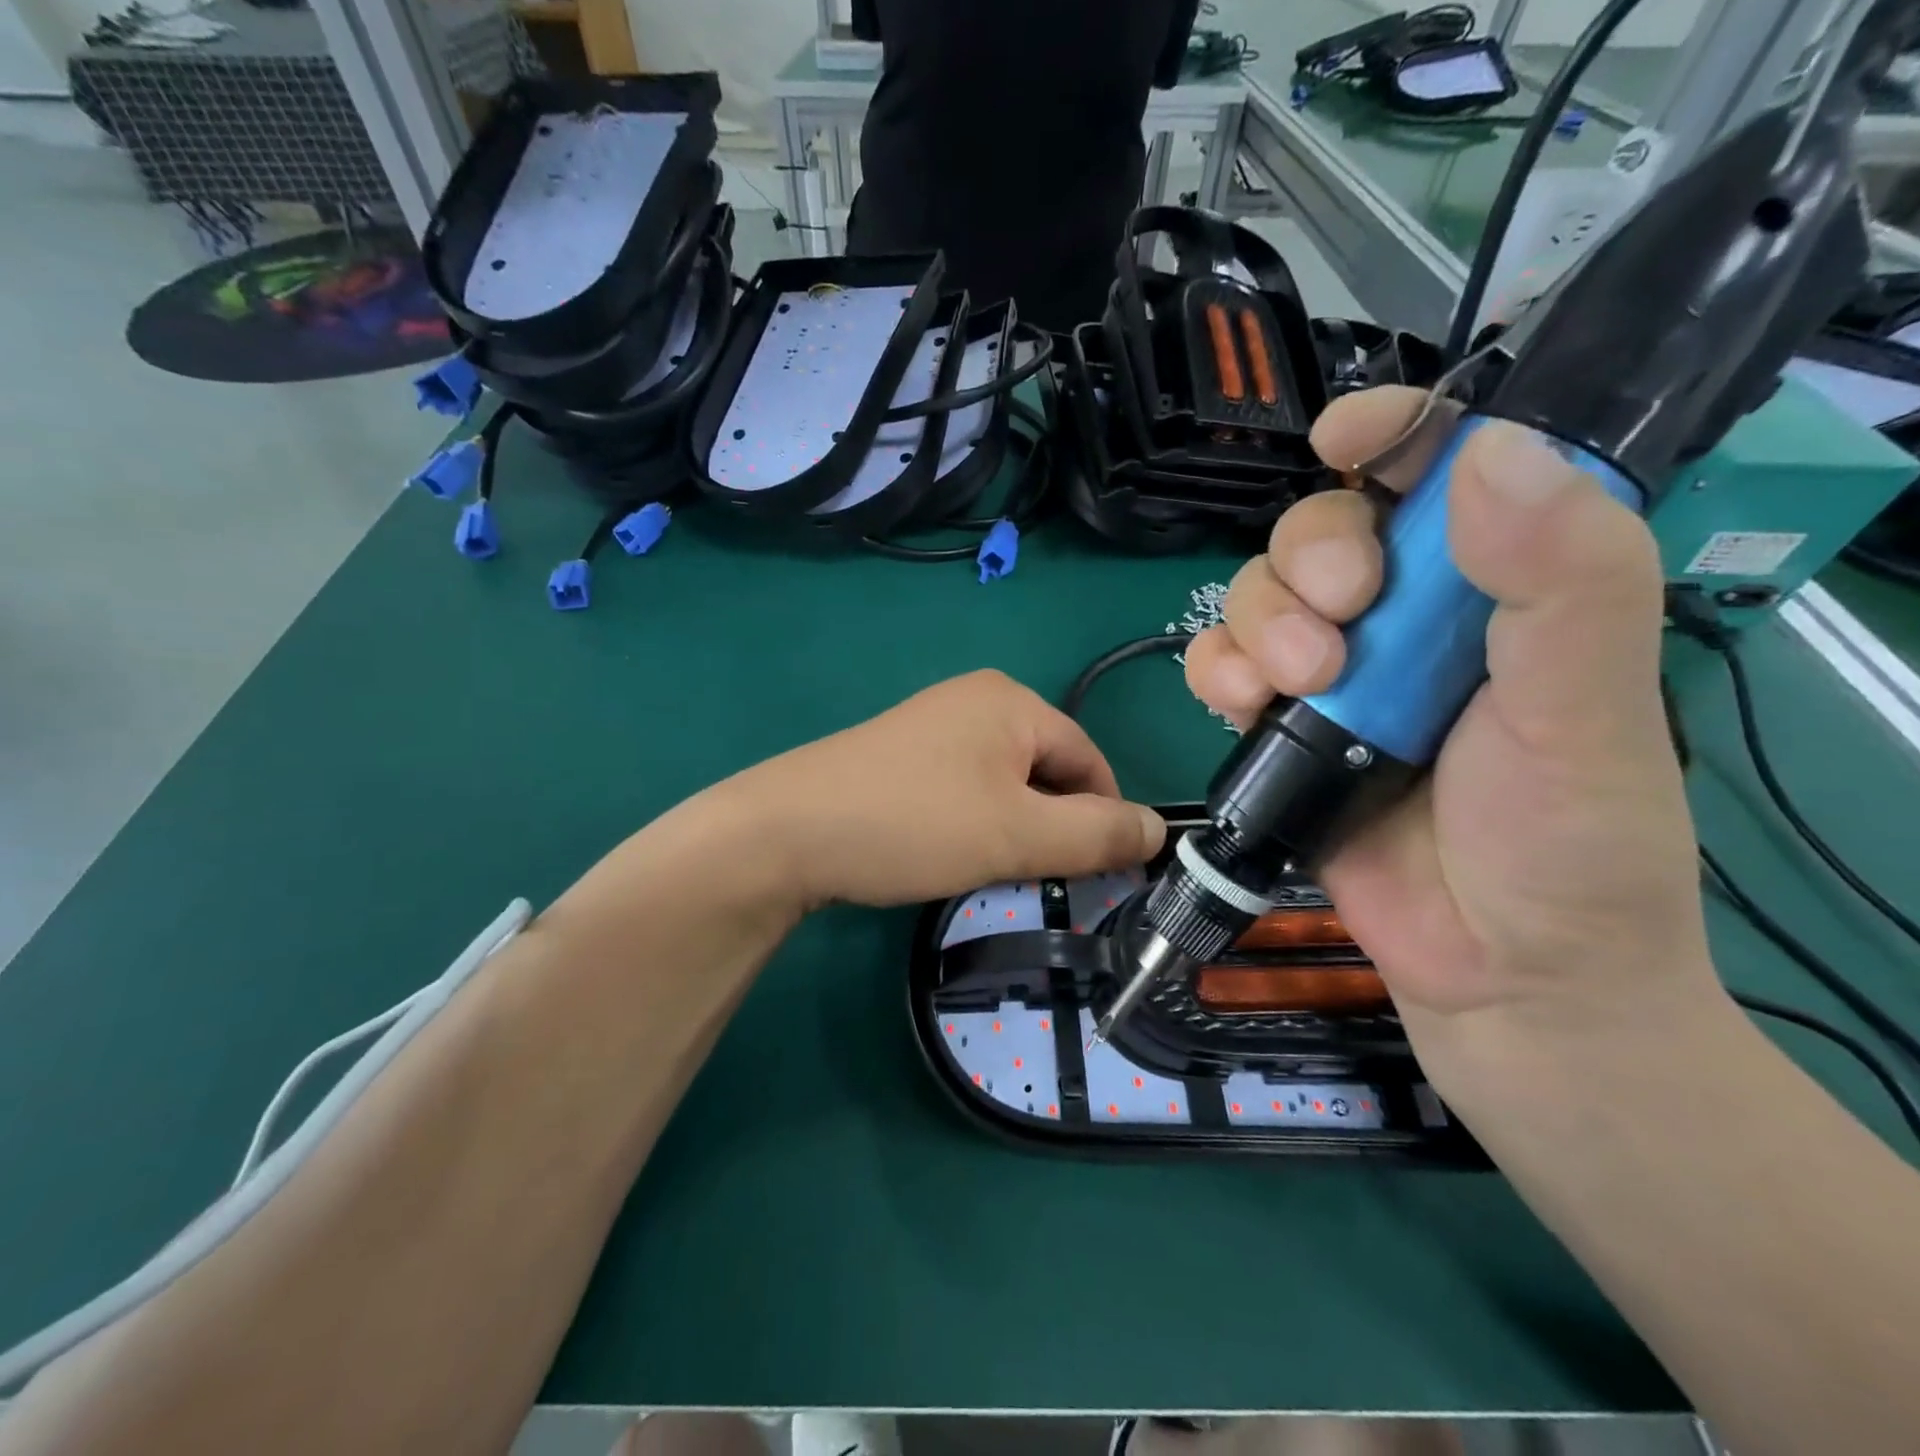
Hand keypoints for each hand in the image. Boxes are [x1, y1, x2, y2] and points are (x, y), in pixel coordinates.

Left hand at [723, 670, 1165, 911]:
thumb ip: (1097, 834)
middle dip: (1051, 826)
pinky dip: (974, 821)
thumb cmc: (915, 824)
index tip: (1093, 875)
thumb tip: (1160, 830)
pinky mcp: (902, 753)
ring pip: (1006, 783)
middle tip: (1030, 875)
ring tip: (985, 867)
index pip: (1090, 759)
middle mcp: (975, 699)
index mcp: (1012, 701)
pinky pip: (965, 786)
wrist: (787, 831)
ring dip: (1013, 829)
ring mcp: (933, 724)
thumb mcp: (1018, 835)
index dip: (1102, 819)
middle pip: (1047, 769)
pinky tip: (947, 851)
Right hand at [1184, 388, 1718, 1093]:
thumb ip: (1565, 582)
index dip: (1392, 435)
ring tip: (1296, 684)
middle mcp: (1406, 619)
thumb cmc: (1568, 843)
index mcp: (1497, 588)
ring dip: (1258, 622)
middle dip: (1310, 558)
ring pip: (1256, 596)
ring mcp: (1334, 676)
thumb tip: (1491, 455)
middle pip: (1319, 531)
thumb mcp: (1588, 709)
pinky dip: (1215, 670)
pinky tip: (1241, 702)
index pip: (1439, 474)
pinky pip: (1218, 667)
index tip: (1344, 438)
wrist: (1498, 971)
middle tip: (1342, 616)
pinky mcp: (1278, 728)